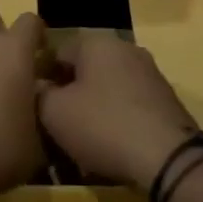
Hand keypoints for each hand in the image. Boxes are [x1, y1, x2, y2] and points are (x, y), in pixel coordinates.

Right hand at [37, 33, 199, 189]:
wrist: (168, 158)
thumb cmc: (103, 125)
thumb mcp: (54, 112)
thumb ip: (38, 94)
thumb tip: (36, 87)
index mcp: (97, 43)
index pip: (57, 52)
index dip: (41, 77)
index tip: (34, 105)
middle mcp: (126, 49)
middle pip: (85, 70)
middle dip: (69, 95)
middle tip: (56, 125)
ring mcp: (150, 74)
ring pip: (107, 89)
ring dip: (92, 110)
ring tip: (81, 142)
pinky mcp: (165, 100)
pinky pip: (129, 106)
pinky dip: (116, 121)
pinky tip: (109, 148)